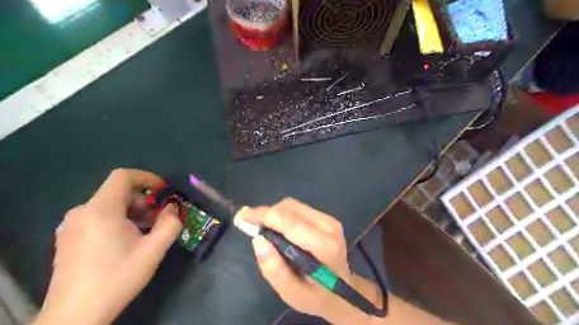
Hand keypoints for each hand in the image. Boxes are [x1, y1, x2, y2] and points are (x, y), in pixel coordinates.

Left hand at [34, 169, 182, 323]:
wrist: (75, 316)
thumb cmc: (117, 277)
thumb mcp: (153, 250)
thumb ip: (170, 224)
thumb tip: (171, 210)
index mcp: (101, 210)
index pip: (123, 176)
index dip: (146, 177)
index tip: (162, 191)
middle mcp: (81, 212)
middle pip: (117, 192)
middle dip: (143, 201)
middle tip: (158, 219)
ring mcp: (71, 226)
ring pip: (108, 206)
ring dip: (132, 212)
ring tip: (145, 232)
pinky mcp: (67, 239)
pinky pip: (97, 218)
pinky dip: (117, 221)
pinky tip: (126, 242)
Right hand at [233, 198, 382, 321]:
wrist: (344, 291)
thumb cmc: (316, 295)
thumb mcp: (292, 293)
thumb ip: (274, 269)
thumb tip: (258, 239)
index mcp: (324, 247)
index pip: (290, 223)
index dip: (264, 215)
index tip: (242, 216)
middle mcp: (329, 227)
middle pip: (290, 209)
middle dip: (266, 214)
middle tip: (250, 226)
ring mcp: (330, 220)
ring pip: (293, 205)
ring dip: (274, 214)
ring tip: (264, 229)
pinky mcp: (327, 217)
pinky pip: (298, 208)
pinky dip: (283, 214)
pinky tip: (278, 228)